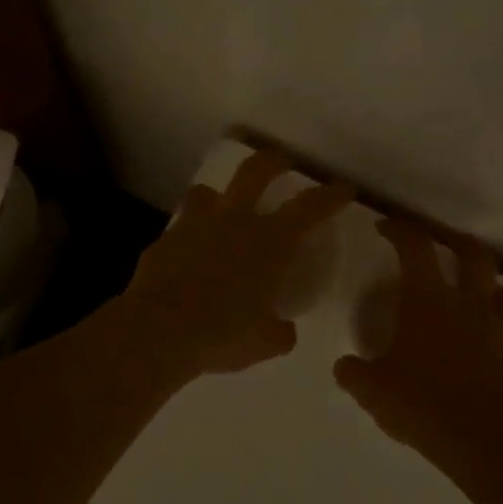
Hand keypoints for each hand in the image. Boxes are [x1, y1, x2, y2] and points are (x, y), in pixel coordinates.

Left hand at [121, 150, 352, 375]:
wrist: (159, 331)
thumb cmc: (222, 335)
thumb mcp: (264, 342)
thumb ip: (279, 332)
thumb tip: (283, 330)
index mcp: (270, 242)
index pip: (309, 208)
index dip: (330, 195)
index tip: (344, 189)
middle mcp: (234, 222)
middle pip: (255, 171)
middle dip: (273, 161)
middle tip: (281, 161)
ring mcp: (194, 226)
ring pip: (207, 191)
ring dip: (218, 195)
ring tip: (221, 207)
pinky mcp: (163, 240)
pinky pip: (180, 227)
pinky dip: (188, 235)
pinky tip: (187, 254)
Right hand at [333, 219, 502, 473]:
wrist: (485, 441)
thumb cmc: (423, 404)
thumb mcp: (373, 391)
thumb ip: (354, 373)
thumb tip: (345, 366)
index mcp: (426, 299)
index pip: (415, 246)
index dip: (399, 230)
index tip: (384, 227)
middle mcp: (465, 302)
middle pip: (470, 252)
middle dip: (452, 241)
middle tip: (436, 245)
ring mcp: (495, 326)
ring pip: (500, 285)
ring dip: (484, 280)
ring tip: (469, 289)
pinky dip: (496, 316)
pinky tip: (482, 333)